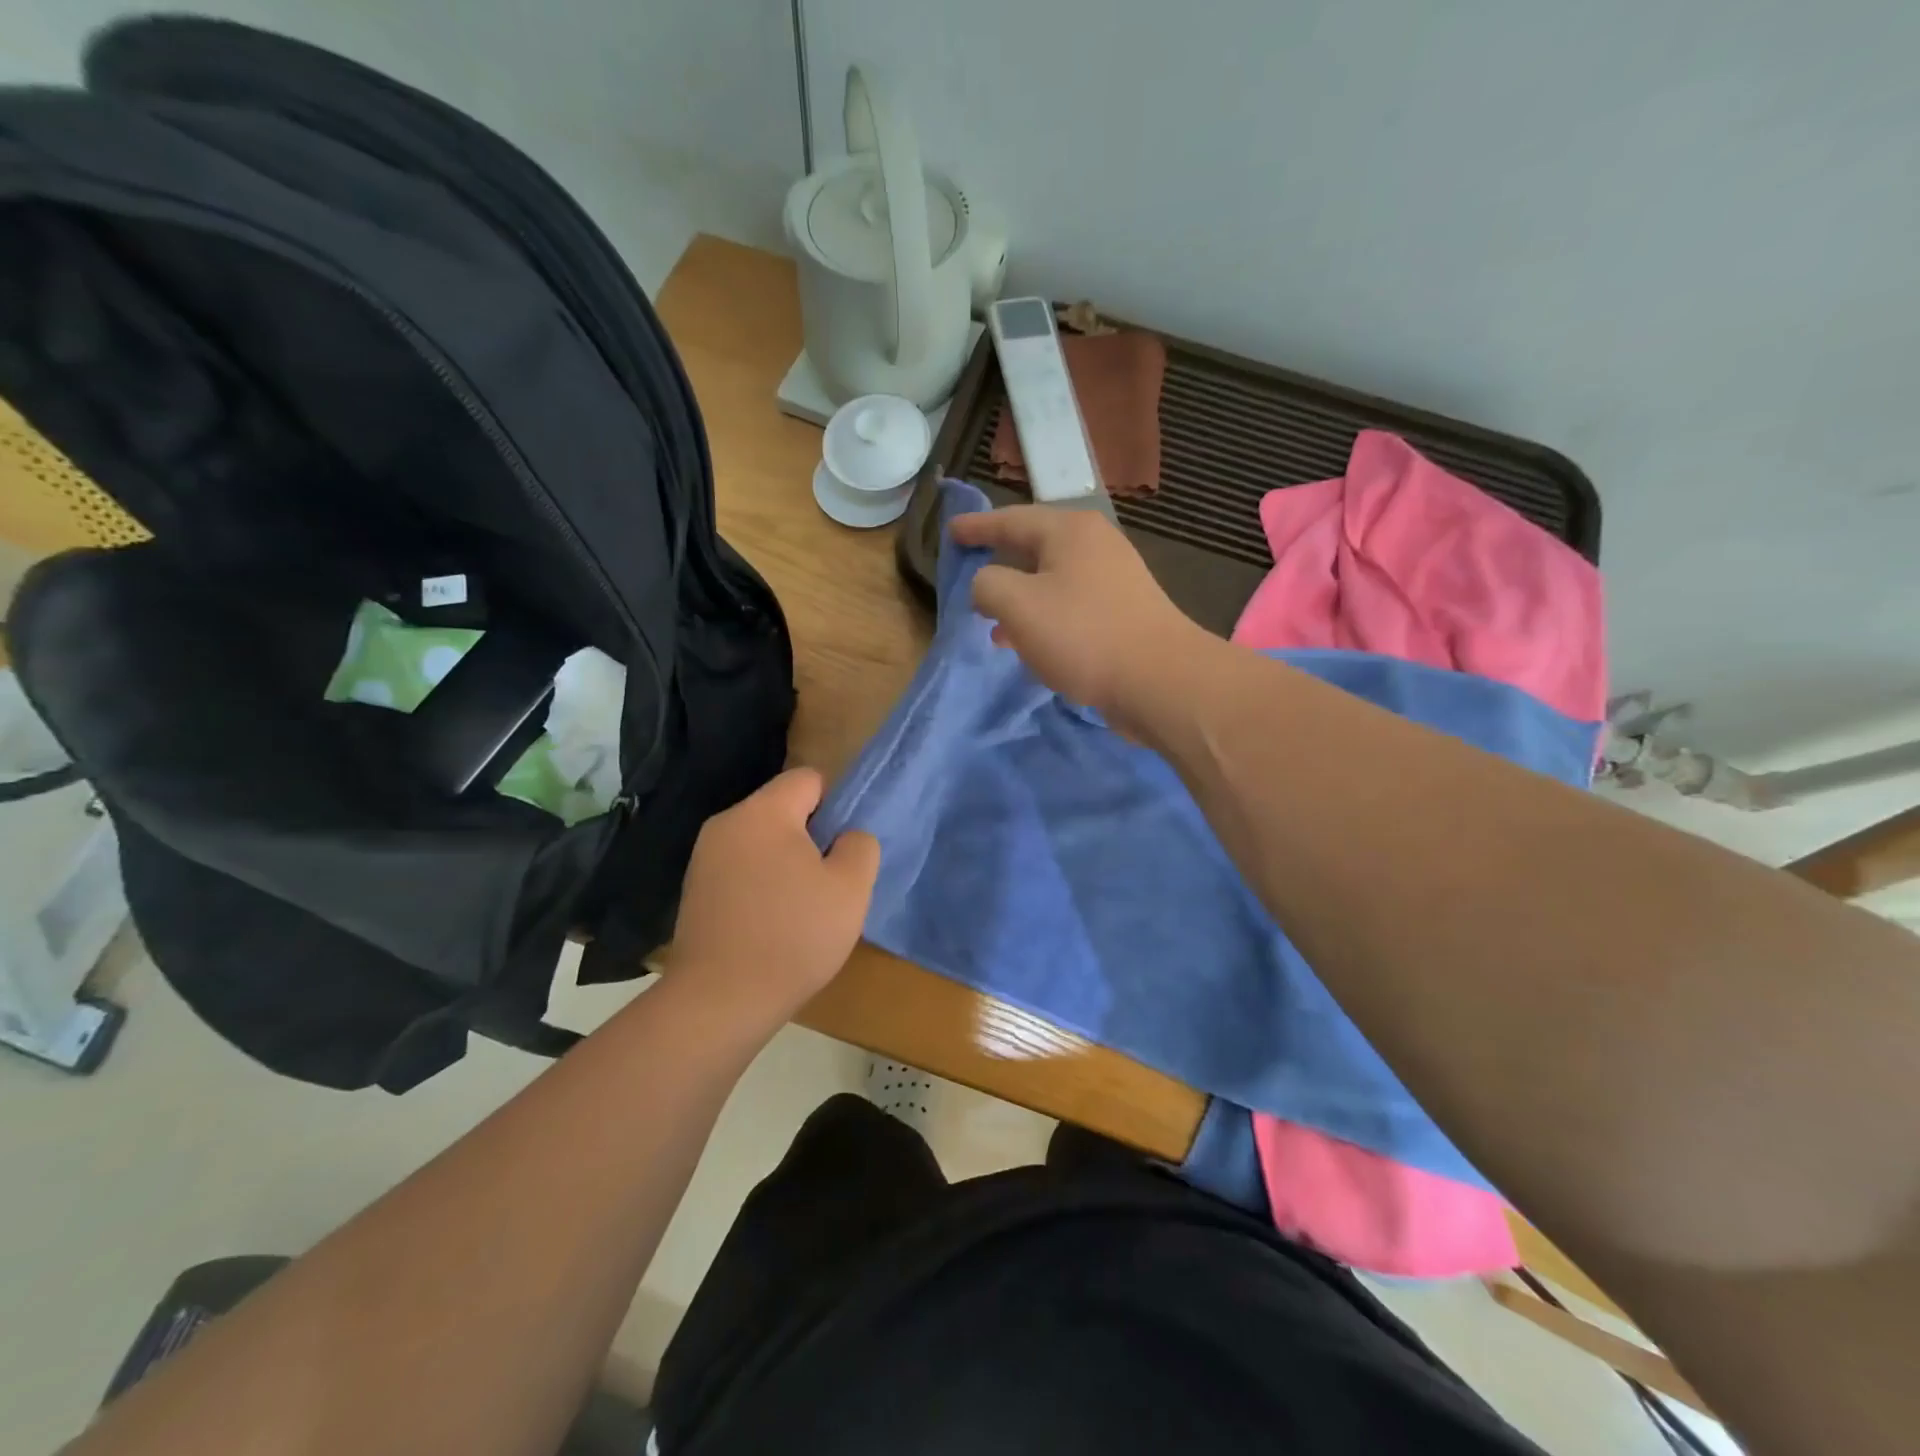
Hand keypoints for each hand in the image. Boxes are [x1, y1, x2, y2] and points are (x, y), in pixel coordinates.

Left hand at [667, 768, 879, 1031]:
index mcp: (763, 813)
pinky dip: (760, 885)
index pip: (808, 779)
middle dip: (810, 838)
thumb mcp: (851, 889)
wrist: (719, 1001)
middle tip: (827, 883)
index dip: (835, 806)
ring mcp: (703, 858)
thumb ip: (859, 846)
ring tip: (800, 908)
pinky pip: (740, 869)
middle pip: (782, 810)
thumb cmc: (793, 936)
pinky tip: (770, 924)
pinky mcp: (694, 890)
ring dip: (785, 863)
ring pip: (761, 842)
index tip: (842, 849)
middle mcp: (726, 823)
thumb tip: (846, 836)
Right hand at [948, 505, 1205, 727]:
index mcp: (1069, 531)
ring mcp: (1114, 580)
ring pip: (1051, 581)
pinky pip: (1070, 607)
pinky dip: (1043, 619)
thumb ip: (987, 585)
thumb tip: (987, 584)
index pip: (1010, 519)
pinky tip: (1030, 645)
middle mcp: (1095, 545)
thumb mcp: (1017, 605)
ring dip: (1020, 599)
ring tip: (991, 623)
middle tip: (970, 573)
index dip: (976, 527)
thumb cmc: (1082, 635)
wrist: (1159, 680)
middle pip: (1034, 547)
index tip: (950, 532)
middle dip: (999, 563)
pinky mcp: (1123, 614)